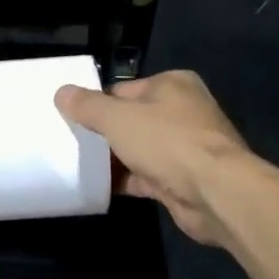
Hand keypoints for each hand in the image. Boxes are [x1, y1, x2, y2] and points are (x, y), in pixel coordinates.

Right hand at [54, 72, 278, 246]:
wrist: (217, 194)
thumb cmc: (168, 142)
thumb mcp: (117, 118)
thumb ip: (87, 105)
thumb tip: (61, 92)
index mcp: (172, 85)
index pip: (124, 89)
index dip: (97, 103)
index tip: (72, 118)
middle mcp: (183, 111)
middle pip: (132, 119)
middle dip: (106, 132)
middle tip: (73, 142)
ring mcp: (187, 147)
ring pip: (140, 148)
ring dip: (116, 158)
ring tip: (81, 165)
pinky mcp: (185, 179)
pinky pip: (148, 175)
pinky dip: (128, 180)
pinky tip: (101, 187)